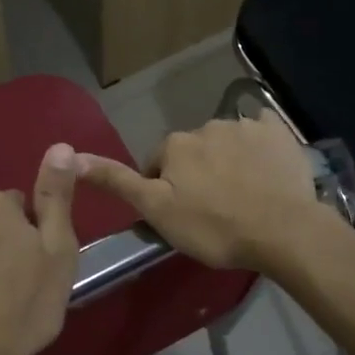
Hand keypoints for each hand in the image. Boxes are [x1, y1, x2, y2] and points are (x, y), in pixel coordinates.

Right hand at [76, 112, 325, 270]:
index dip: (164, 189)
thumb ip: (117, 181)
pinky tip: (266, 169)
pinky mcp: (278, 131)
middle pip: (193, 152)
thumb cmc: (214, 226)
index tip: (180, 215)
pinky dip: (260, 146)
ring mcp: (245, 125)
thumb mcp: (157, 210)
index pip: (158, 164)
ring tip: (243, 196)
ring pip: (226, 143)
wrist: (282, 229)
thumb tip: (71, 155)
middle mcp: (206, 125)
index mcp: (175, 144)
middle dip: (196, 173)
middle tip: (212, 209)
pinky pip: (262, 131)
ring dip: (227, 162)